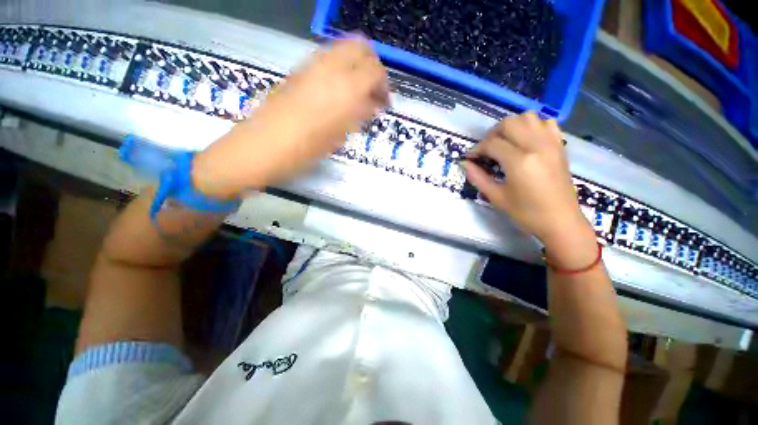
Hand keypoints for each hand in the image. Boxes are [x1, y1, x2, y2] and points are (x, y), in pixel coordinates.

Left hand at [192, 38, 388, 197]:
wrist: (260, 148)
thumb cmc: (303, 151)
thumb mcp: (338, 137)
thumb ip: (359, 115)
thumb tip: (373, 104)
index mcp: (343, 89)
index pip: (375, 70)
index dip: (384, 85)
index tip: (384, 102)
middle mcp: (328, 68)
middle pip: (360, 47)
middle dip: (373, 67)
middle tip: (374, 91)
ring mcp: (310, 66)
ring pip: (343, 49)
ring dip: (356, 67)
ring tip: (357, 94)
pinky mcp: (298, 71)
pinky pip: (327, 60)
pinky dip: (340, 70)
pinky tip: (338, 93)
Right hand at [464, 113, 593, 252]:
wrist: (560, 222)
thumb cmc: (526, 213)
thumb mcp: (496, 197)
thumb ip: (478, 178)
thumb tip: (465, 164)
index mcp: (519, 161)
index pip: (492, 143)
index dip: (477, 149)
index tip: (470, 157)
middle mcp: (536, 146)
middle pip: (509, 123)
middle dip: (492, 135)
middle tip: (486, 151)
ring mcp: (551, 143)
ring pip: (528, 117)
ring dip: (511, 127)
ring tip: (504, 143)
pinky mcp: (559, 146)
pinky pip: (545, 123)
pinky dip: (532, 126)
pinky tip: (525, 140)